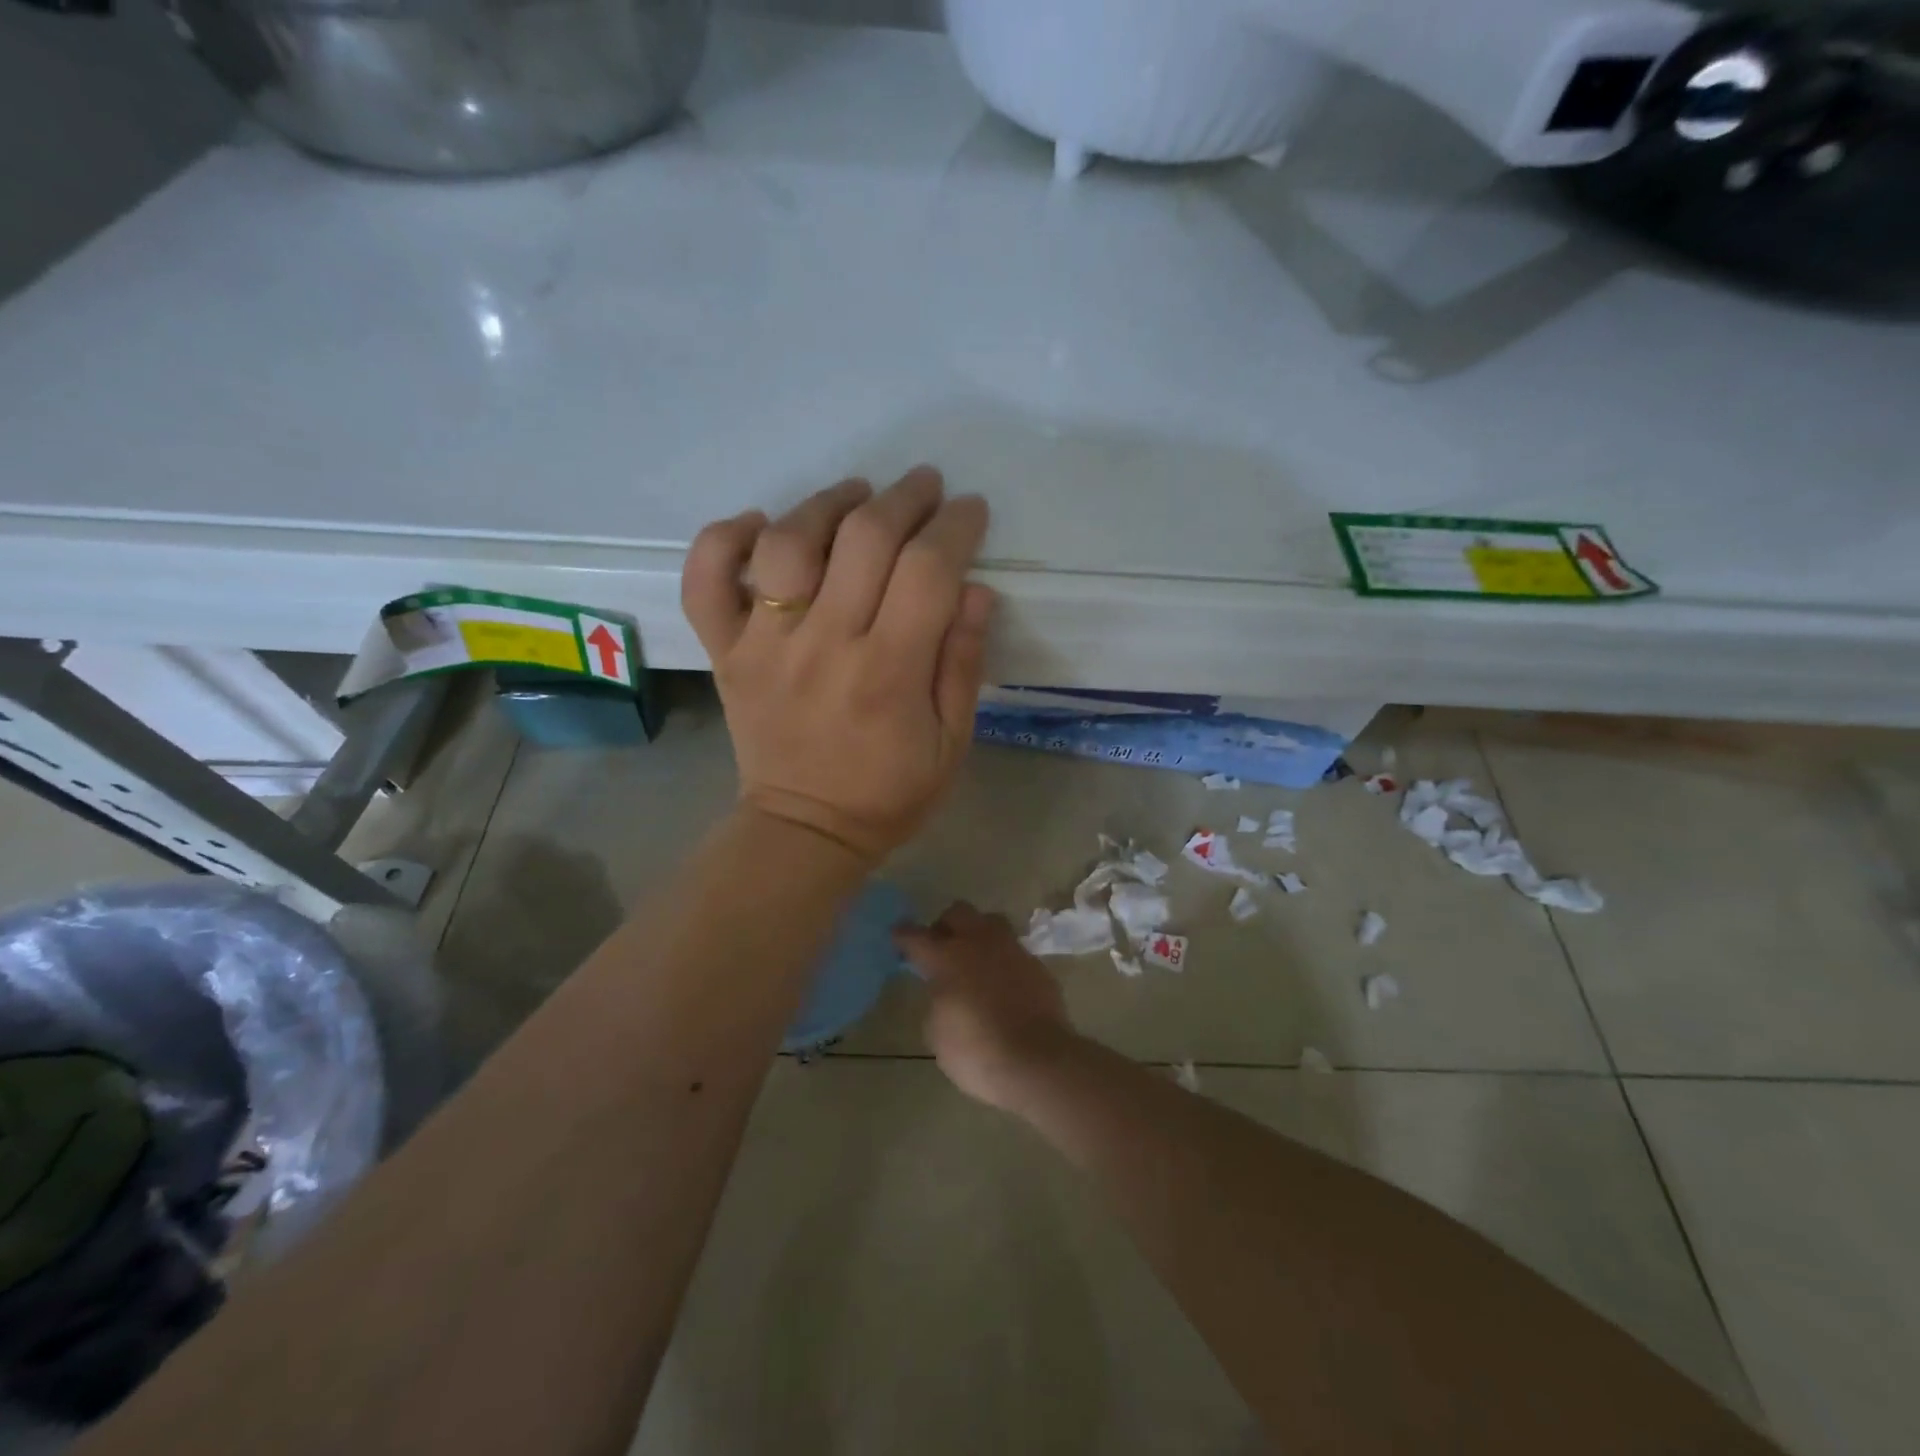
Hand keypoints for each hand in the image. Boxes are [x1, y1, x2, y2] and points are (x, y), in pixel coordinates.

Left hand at [682, 468, 995, 864]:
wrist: (804, 831)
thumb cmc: (889, 793)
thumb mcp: (952, 743)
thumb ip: (963, 664)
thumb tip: (974, 589)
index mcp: (889, 673)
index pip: (927, 571)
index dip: (955, 527)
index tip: (969, 510)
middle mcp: (825, 645)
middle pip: (864, 539)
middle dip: (904, 498)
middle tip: (924, 487)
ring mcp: (765, 645)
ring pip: (788, 543)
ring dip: (826, 502)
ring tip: (856, 494)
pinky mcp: (726, 652)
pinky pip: (706, 581)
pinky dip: (724, 539)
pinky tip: (760, 526)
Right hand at [896, 902, 1079, 1112]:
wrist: (1037, 1061)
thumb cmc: (977, 1052)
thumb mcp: (937, 1033)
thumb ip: (937, 1002)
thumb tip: (945, 992)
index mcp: (947, 957)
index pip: (916, 936)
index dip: (903, 936)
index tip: (898, 937)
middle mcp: (979, 943)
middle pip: (958, 912)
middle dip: (945, 925)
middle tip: (941, 947)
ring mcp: (1012, 950)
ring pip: (991, 922)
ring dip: (978, 934)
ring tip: (974, 959)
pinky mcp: (1037, 965)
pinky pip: (1014, 950)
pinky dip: (1003, 960)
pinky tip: (1002, 983)